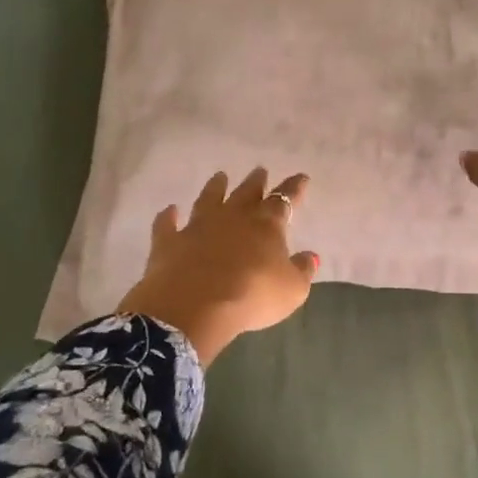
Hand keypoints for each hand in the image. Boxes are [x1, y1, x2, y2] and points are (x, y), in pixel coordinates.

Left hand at [116, 168, 319, 363]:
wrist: (194, 307)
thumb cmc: (252, 297)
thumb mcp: (291, 290)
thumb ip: (302, 270)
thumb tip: (310, 256)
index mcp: (265, 226)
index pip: (284, 200)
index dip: (294, 189)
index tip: (301, 177)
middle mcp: (232, 218)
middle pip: (246, 193)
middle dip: (256, 181)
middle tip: (260, 170)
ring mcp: (197, 227)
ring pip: (208, 199)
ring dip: (215, 187)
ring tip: (220, 176)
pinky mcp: (169, 242)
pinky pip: (167, 224)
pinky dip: (168, 216)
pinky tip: (170, 210)